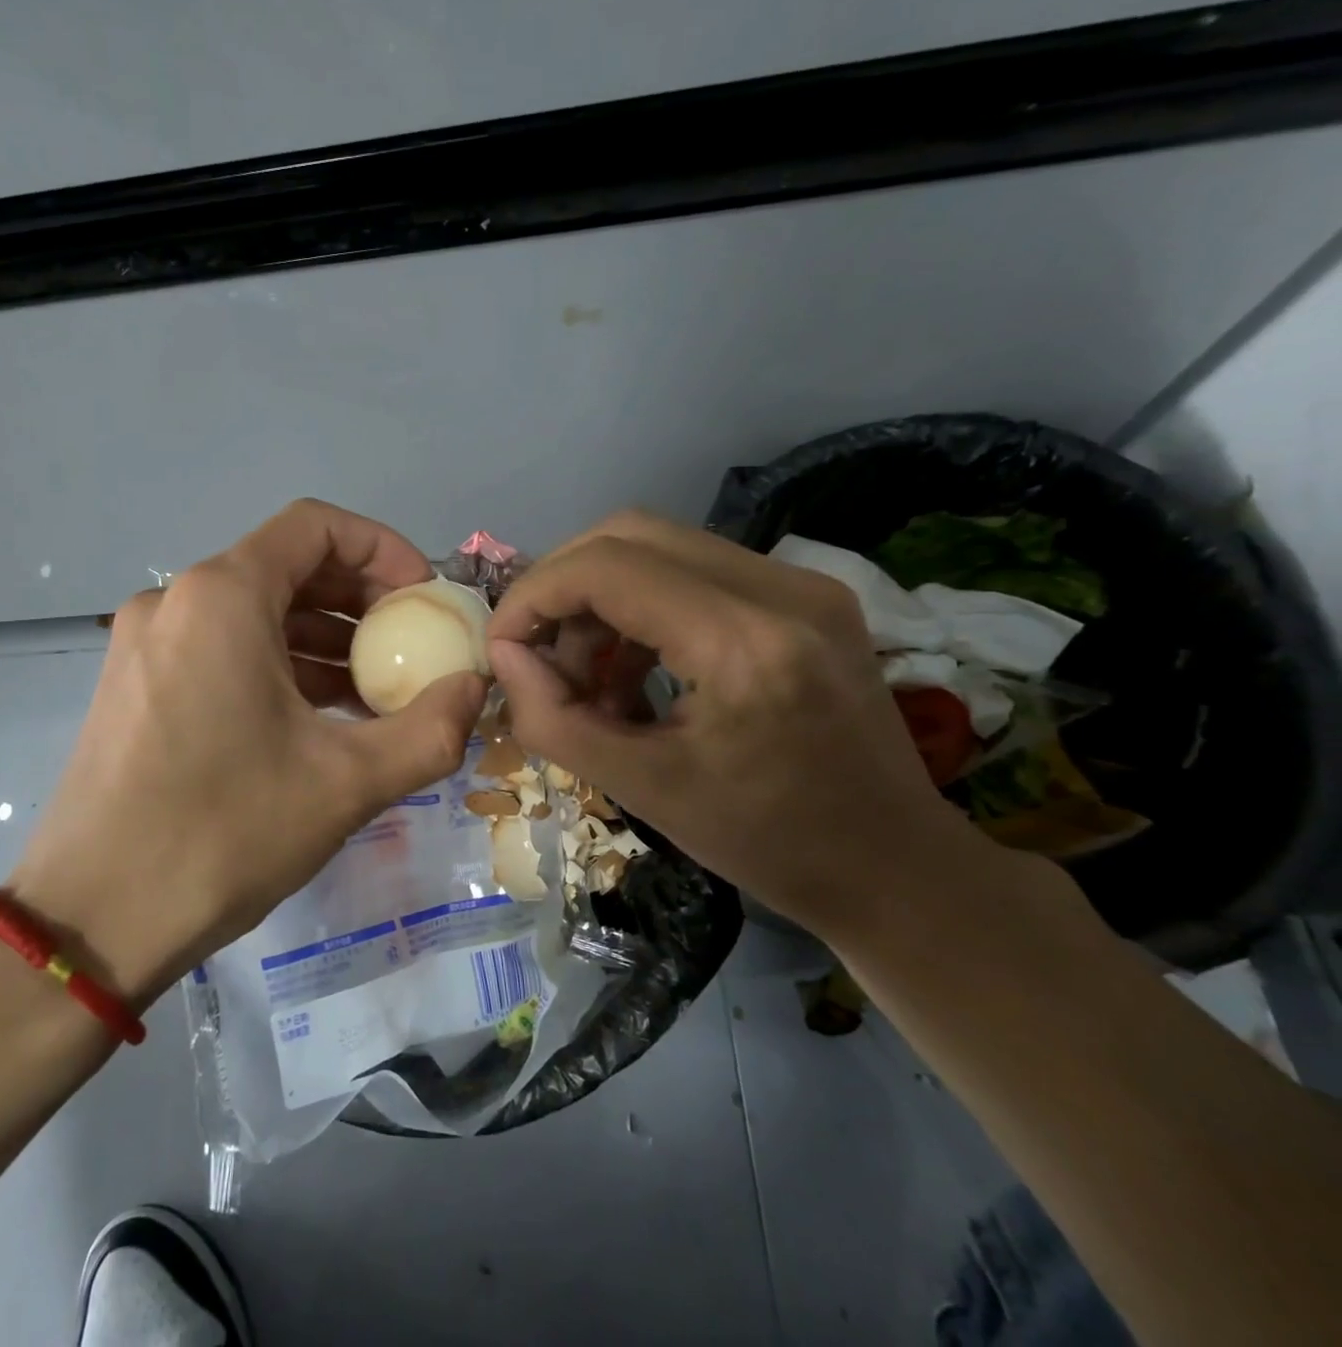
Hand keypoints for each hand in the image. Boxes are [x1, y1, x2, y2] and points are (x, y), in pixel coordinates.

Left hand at [6, 500, 486, 1004]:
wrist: (91, 920)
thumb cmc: (222, 834)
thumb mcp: (347, 783)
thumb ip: (431, 729)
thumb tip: (478, 689)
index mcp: (222, 596)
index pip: (315, 525)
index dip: (382, 549)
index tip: (423, 599)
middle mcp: (176, 600)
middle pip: (286, 566)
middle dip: (359, 598)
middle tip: (411, 646)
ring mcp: (147, 642)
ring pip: (254, 612)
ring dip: (321, 638)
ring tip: (376, 690)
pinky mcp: (135, 684)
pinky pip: (221, 648)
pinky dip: (277, 665)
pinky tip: (317, 716)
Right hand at [486, 510, 998, 938]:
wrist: (895, 866)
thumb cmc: (767, 844)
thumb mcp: (642, 791)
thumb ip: (553, 719)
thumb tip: (504, 656)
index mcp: (742, 643)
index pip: (605, 567)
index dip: (534, 596)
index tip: (504, 646)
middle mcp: (779, 589)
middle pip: (628, 533)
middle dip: (562, 586)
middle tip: (539, 652)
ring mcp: (801, 583)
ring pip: (659, 546)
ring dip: (601, 599)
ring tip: (588, 675)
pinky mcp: (805, 595)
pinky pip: (694, 571)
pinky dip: (642, 608)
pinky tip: (634, 671)